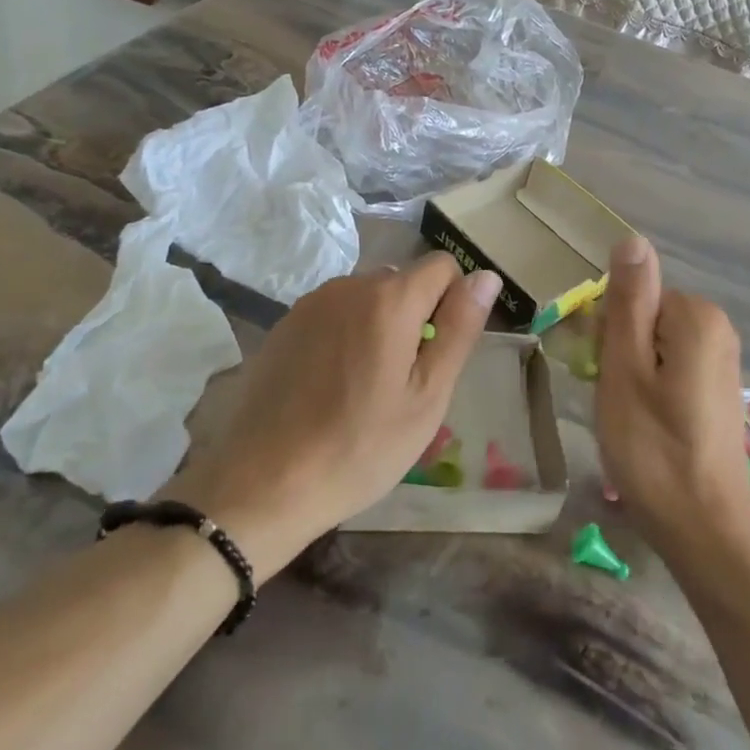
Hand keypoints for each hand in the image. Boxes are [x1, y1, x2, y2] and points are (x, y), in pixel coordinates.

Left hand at [166, 254, 501, 579]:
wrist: (263, 484)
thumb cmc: (360, 446)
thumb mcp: (428, 395)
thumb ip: (460, 328)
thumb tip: (486, 276)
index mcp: (390, 298)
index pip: (443, 266)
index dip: (453, 303)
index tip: (438, 354)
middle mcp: (349, 285)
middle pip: (403, 281)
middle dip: (416, 317)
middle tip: (404, 381)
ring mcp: (312, 303)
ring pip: (368, 298)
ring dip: (380, 326)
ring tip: (366, 387)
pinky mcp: (285, 324)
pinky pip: (334, 314)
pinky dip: (346, 335)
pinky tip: (331, 385)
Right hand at [594, 238, 749, 573]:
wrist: (706, 532)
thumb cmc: (653, 449)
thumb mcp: (625, 369)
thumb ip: (629, 301)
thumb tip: (632, 238)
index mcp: (696, 316)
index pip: (633, 295)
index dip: (607, 331)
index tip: (600, 372)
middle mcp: (717, 329)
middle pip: (645, 316)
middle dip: (619, 351)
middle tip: (613, 400)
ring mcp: (722, 361)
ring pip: (654, 345)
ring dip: (631, 373)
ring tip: (627, 419)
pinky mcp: (718, 390)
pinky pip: (671, 368)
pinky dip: (651, 390)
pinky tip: (647, 428)